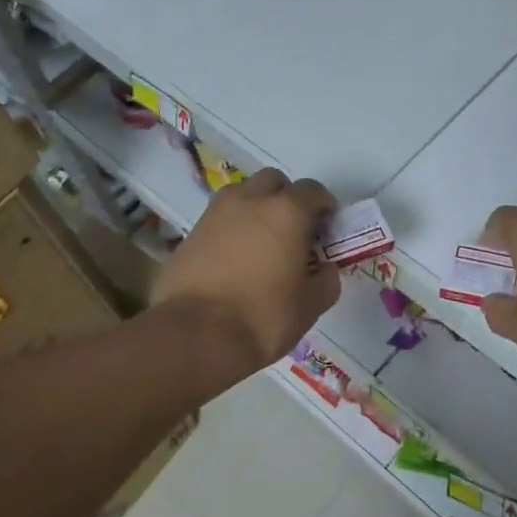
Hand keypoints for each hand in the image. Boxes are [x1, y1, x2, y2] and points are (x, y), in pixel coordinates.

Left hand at [152, 169, 341, 376]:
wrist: (195, 335)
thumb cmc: (263, 318)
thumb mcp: (309, 307)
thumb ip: (325, 281)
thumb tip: (324, 269)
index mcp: (287, 212)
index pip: (312, 190)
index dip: (323, 206)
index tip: (326, 227)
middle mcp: (250, 201)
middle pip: (273, 181)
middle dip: (286, 197)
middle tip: (293, 229)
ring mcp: (215, 214)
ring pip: (241, 194)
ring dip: (255, 207)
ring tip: (261, 240)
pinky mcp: (189, 233)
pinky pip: (218, 219)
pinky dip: (230, 229)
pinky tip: (233, 259)